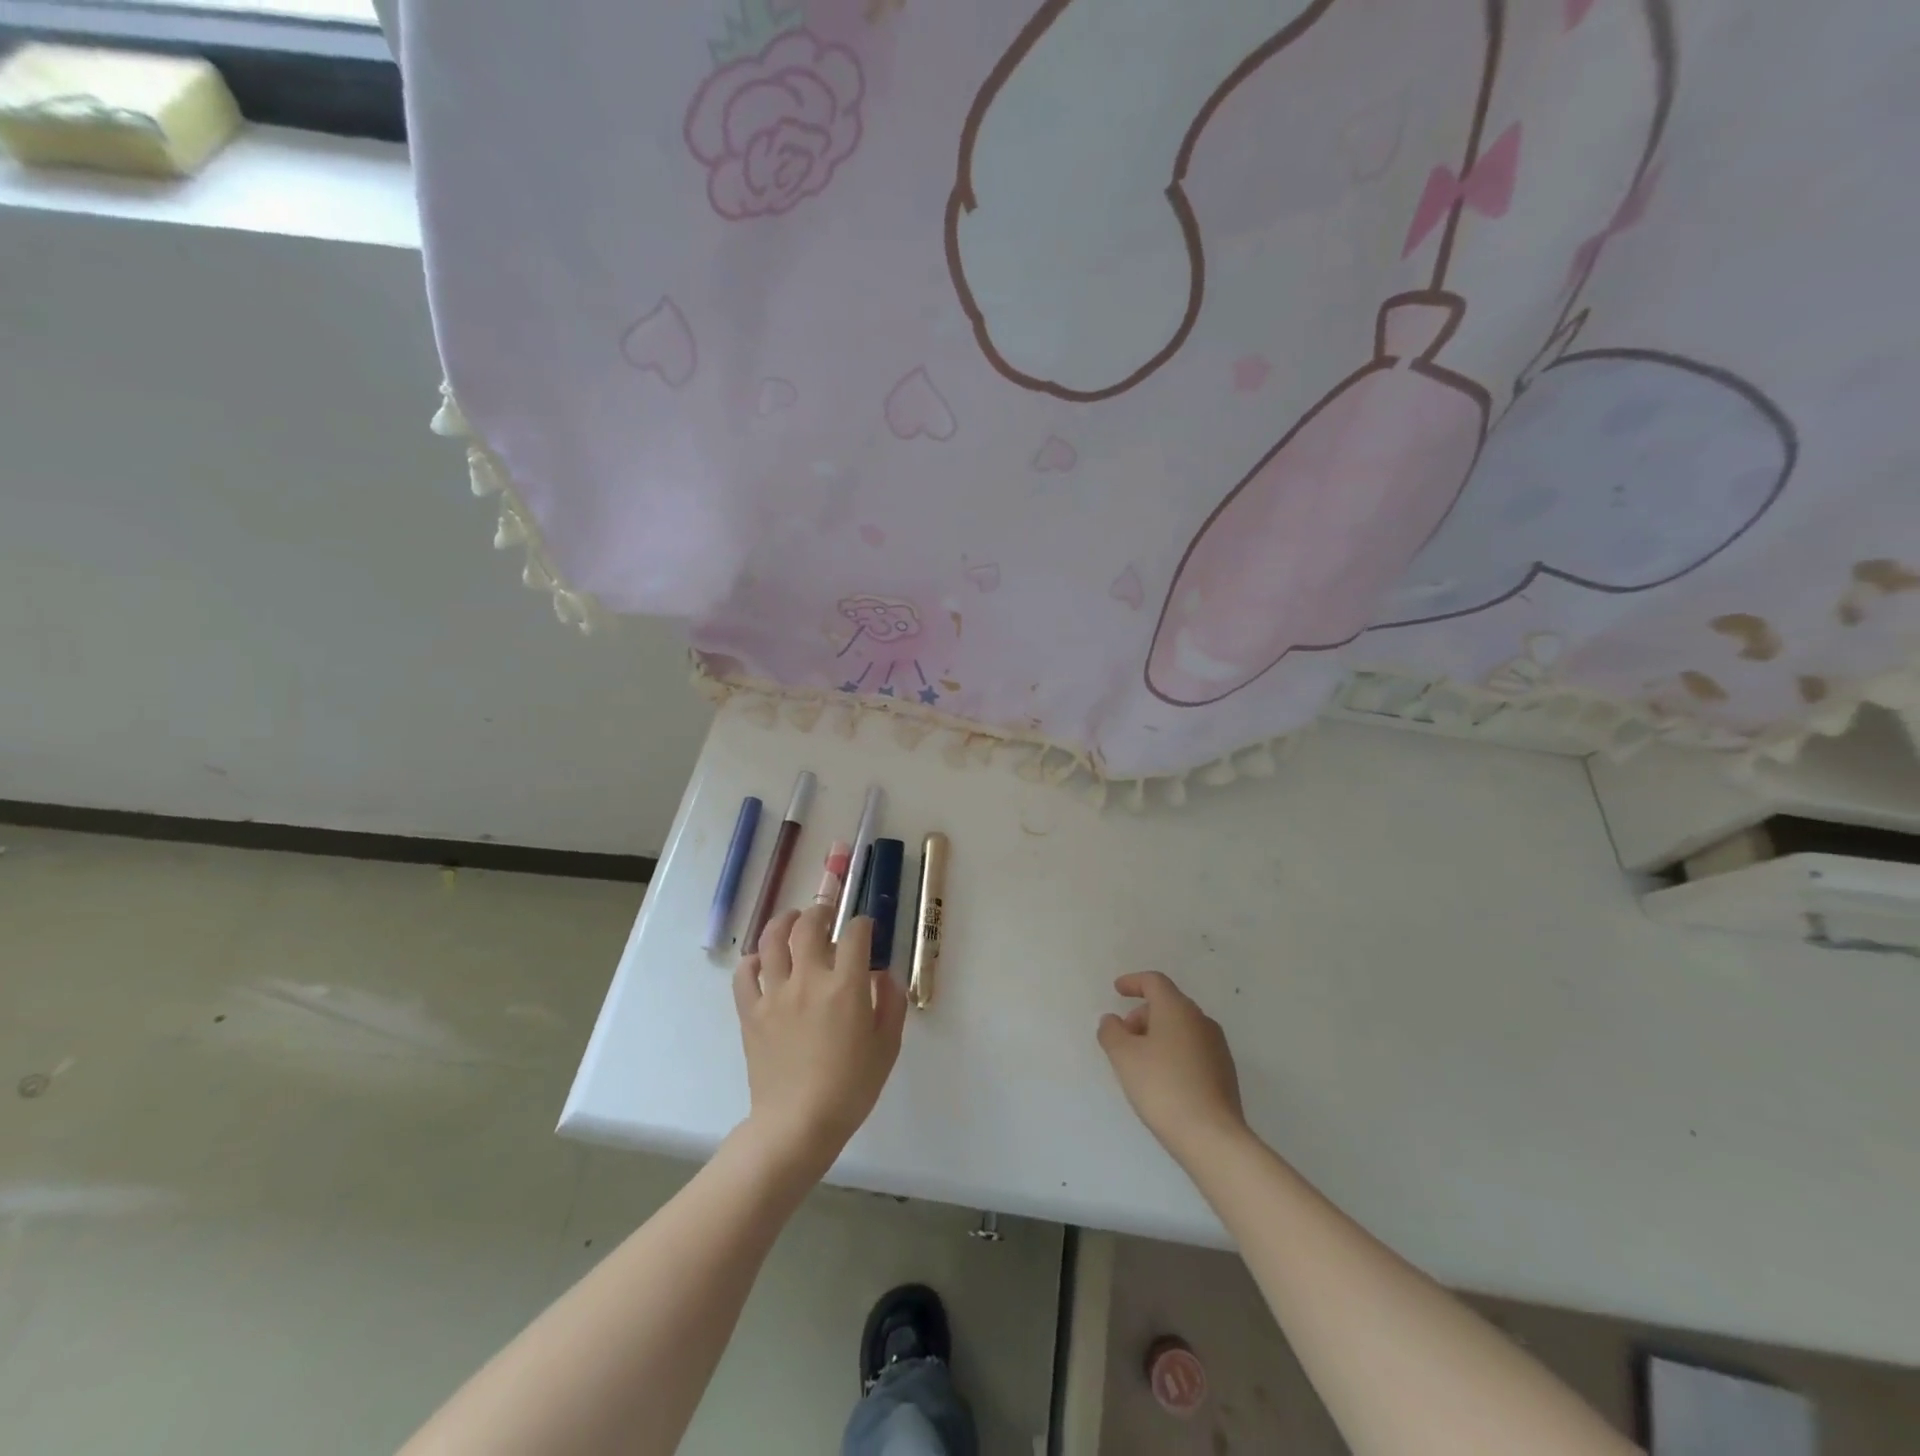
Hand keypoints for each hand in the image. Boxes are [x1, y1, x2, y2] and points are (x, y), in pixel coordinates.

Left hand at [732, 905, 906, 1176]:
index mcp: (845, 986)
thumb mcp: (888, 1047)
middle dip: (821, 912)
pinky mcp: (751, 1012)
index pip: (855, 934)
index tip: (866, 930)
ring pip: (772, 940)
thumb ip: (891, 1003)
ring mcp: (775, 994)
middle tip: (827, 915)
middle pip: (809, 926)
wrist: (798, 1125)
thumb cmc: (851, 1087)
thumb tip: (883, 975)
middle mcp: (808, 979)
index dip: (863, 925)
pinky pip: (744, 975)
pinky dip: (752, 961)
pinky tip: (761, 962)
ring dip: (784, 923)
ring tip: (792, 921)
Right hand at [1098, 971, 1246, 1161]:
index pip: (1154, 982)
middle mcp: (1201, 1020)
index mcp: (1177, 1009)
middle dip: (1142, 1015)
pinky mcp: (1225, 1072)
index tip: (1117, 989)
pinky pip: (1193, 1049)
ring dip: (1158, 1035)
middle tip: (1123, 1037)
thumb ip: (1111, 1032)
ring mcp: (1217, 1047)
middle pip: (1168, 1004)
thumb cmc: (1162, 1087)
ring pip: (1181, 1028)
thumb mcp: (1124, 1057)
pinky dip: (1174, 1052)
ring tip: (1140, 1062)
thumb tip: (1112, 1020)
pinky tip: (1163, 1080)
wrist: (1212, 1136)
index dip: (1133, 982)